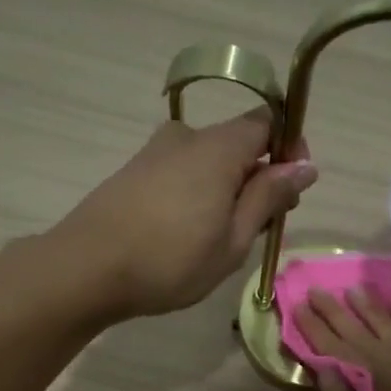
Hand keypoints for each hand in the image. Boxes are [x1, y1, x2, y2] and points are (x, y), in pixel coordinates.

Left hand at [49, 109, 316, 320]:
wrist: (85, 269)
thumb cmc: (170, 261)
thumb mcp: (233, 239)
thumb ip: (269, 197)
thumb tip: (304, 165)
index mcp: (219, 147)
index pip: (268, 122)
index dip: (288, 150)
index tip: (293, 190)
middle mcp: (187, 137)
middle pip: (238, 142)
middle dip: (259, 177)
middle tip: (260, 227)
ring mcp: (155, 152)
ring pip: (209, 161)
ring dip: (228, 190)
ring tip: (222, 239)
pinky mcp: (134, 172)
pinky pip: (183, 173)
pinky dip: (198, 194)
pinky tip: (188, 234)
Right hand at [294, 287, 390, 390]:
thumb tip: (324, 372)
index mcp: (376, 382)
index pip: (336, 349)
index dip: (315, 329)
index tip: (297, 307)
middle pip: (359, 331)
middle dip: (334, 311)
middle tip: (314, 289)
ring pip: (389, 325)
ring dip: (368, 306)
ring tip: (350, 289)